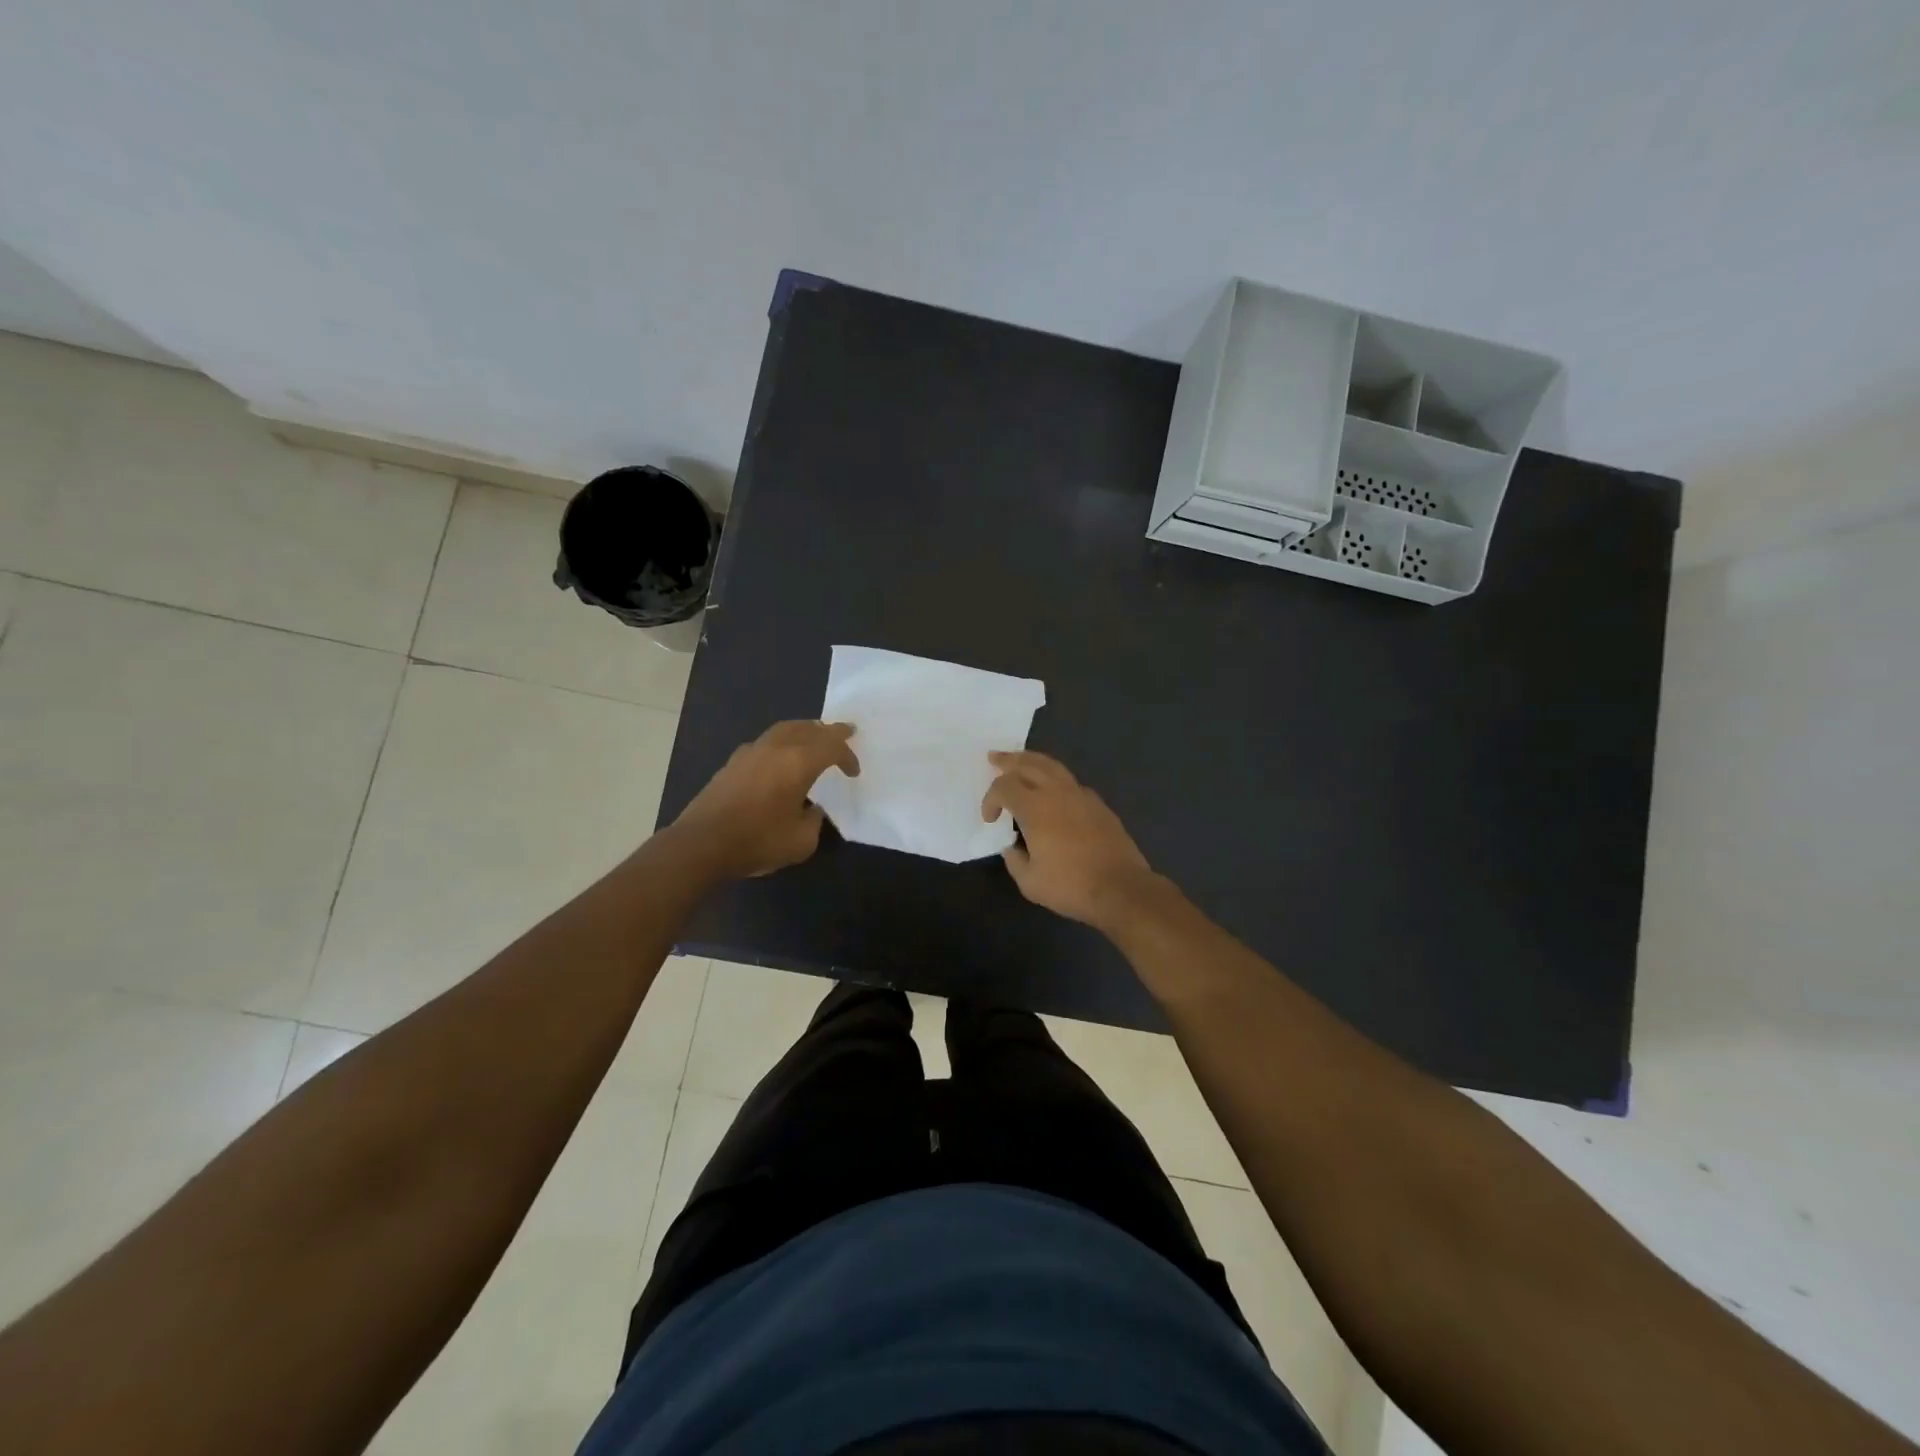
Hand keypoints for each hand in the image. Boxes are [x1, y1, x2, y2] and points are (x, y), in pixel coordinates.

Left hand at [671, 721, 858, 879]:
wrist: (702, 844)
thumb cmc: (757, 841)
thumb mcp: (801, 842)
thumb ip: (814, 821)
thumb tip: (811, 810)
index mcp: (799, 762)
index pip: (832, 747)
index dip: (847, 756)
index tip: (853, 773)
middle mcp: (776, 748)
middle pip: (809, 728)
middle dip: (829, 732)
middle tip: (845, 732)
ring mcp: (751, 752)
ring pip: (785, 729)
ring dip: (804, 731)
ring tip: (814, 737)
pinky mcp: (733, 762)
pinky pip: (766, 742)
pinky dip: (782, 742)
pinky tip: (780, 757)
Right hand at [981, 750, 1157, 929]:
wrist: (1121, 888)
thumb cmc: (1071, 886)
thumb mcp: (1030, 882)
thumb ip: (1015, 860)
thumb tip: (1013, 847)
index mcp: (1035, 808)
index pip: (1004, 787)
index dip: (990, 799)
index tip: (990, 819)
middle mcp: (1057, 793)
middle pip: (1028, 764)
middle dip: (1008, 761)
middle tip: (994, 757)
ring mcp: (1081, 795)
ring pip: (1052, 766)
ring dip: (1032, 760)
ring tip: (1020, 760)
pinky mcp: (1098, 804)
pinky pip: (1070, 781)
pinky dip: (1054, 777)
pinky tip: (1052, 788)